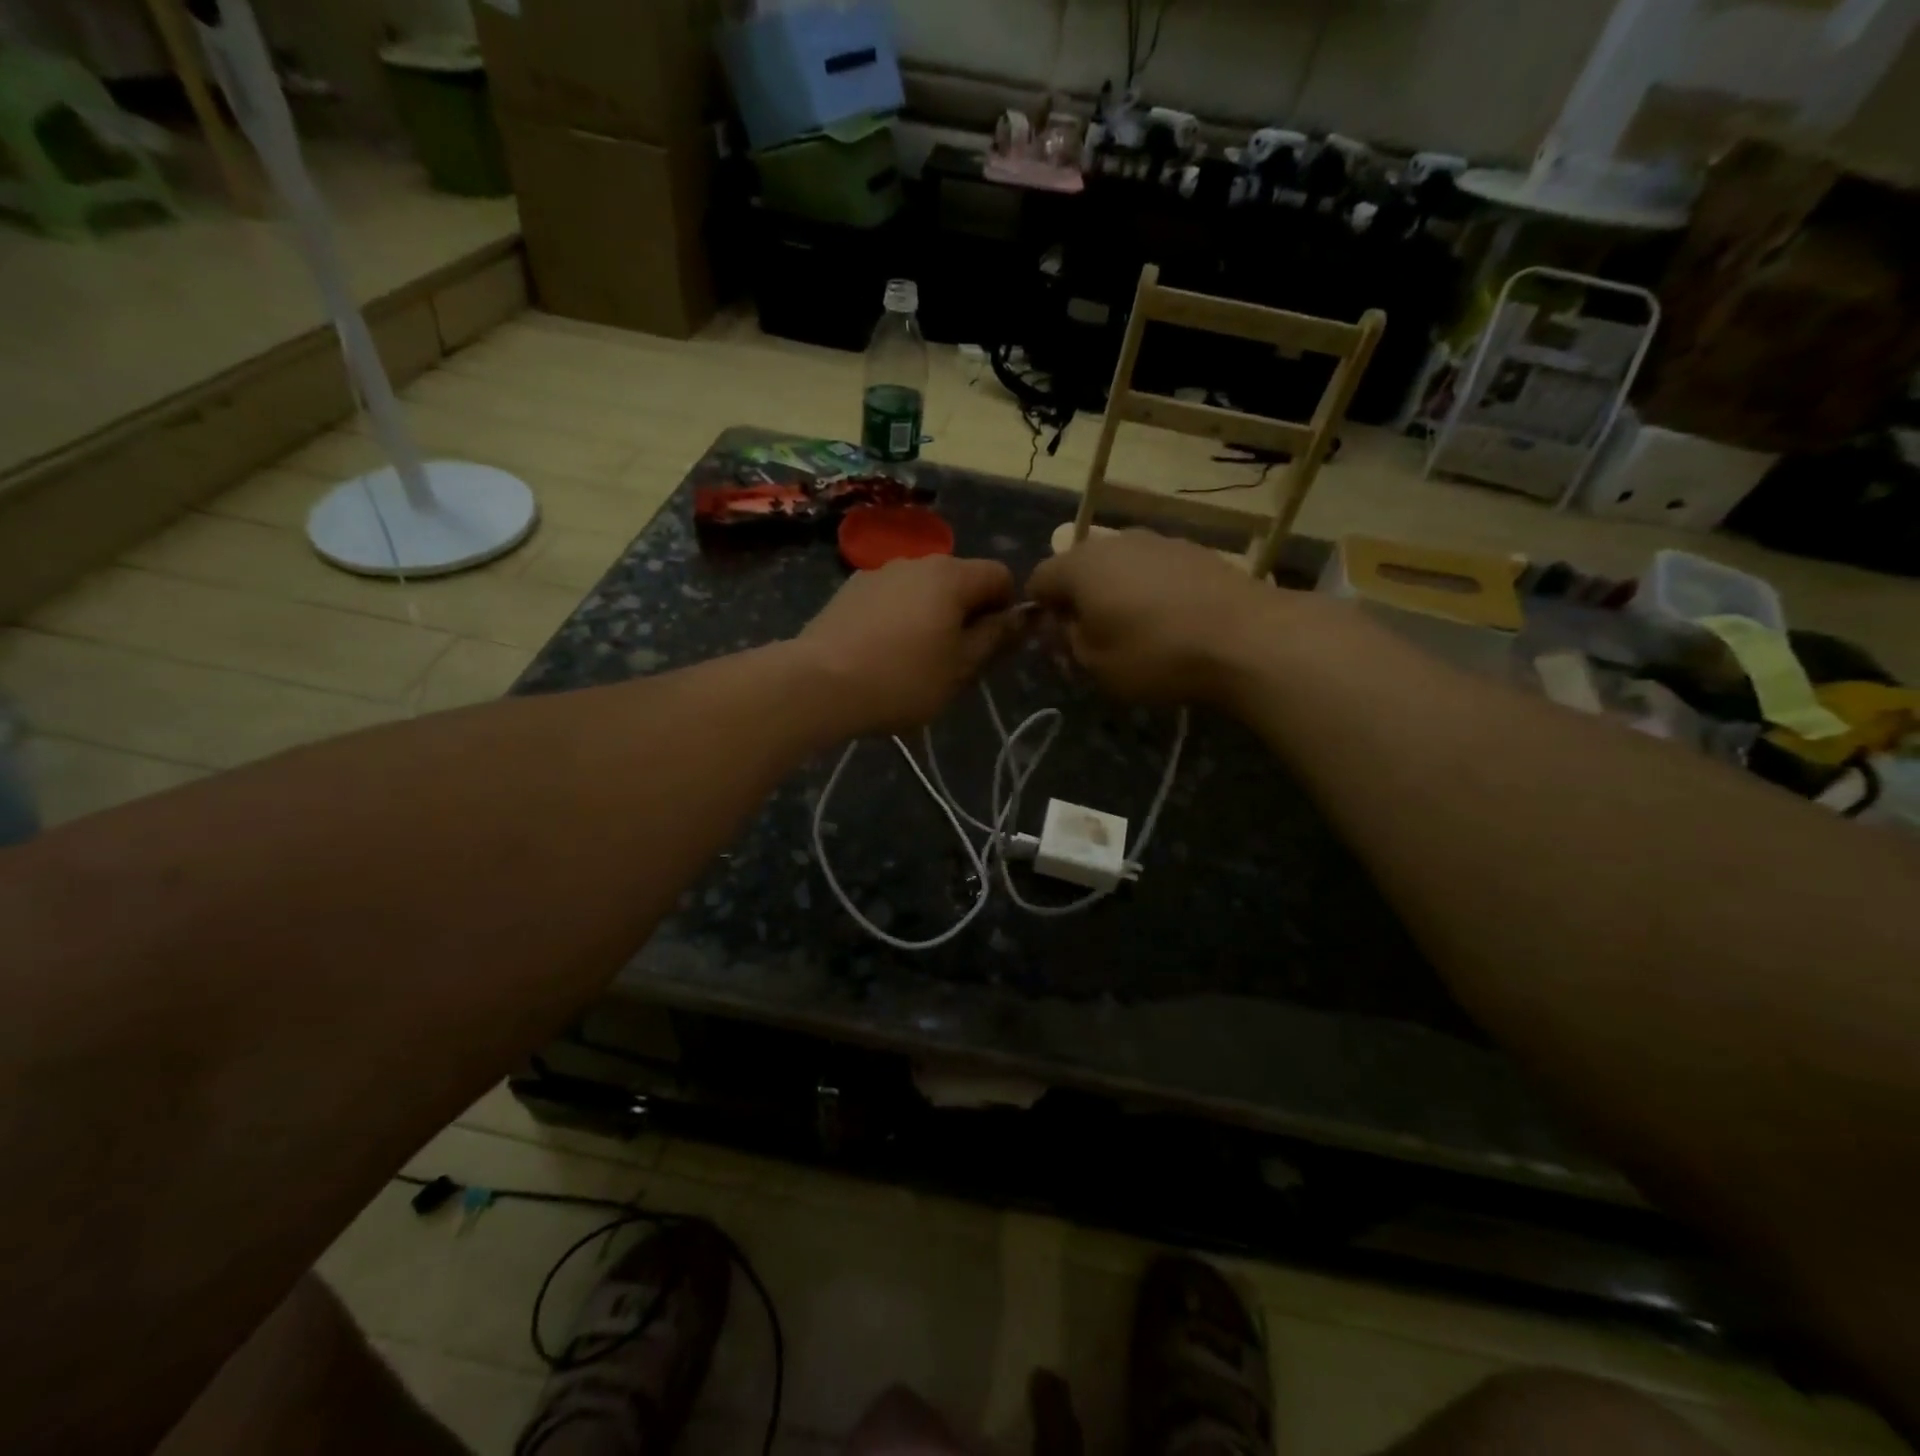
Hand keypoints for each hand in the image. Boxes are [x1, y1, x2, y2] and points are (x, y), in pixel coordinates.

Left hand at [798, 556, 1023, 735]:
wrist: (818, 683)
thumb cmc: (902, 679)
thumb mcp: (961, 668)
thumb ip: (996, 637)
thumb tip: (1024, 615)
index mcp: (951, 575)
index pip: (1000, 575)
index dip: (1007, 608)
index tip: (992, 646)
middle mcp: (917, 561)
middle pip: (960, 579)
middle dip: (967, 613)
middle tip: (955, 660)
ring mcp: (878, 571)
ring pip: (923, 589)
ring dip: (931, 615)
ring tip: (914, 659)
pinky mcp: (850, 589)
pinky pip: (892, 598)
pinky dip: (899, 617)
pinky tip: (882, 652)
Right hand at [1026, 530, 1289, 703]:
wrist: (1246, 638)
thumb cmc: (1155, 654)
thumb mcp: (1095, 665)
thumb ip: (1068, 641)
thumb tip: (1065, 624)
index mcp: (1079, 566)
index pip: (1039, 579)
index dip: (1040, 611)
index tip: (1058, 642)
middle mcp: (1114, 541)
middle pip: (1079, 568)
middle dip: (1079, 600)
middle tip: (1094, 638)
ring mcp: (1157, 540)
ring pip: (1119, 566)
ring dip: (1116, 593)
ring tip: (1136, 630)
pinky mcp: (1194, 550)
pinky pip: (1154, 569)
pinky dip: (1151, 590)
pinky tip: (1171, 620)